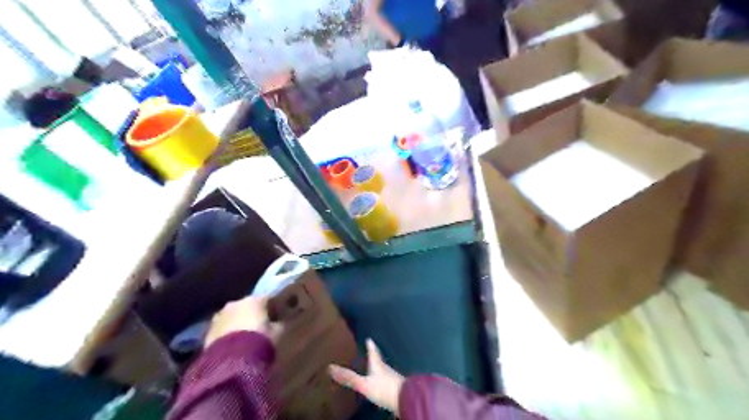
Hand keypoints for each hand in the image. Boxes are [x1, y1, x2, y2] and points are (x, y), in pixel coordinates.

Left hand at [203, 296, 284, 346]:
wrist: (231, 362)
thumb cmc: (260, 341)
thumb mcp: (278, 332)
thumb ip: (278, 324)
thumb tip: (279, 321)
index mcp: (254, 300)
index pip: (267, 298)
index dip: (272, 307)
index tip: (276, 316)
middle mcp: (236, 303)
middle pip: (247, 305)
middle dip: (252, 314)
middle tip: (259, 326)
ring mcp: (220, 316)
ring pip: (233, 316)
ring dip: (238, 323)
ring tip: (245, 336)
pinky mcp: (208, 330)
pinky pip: (222, 328)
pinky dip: (227, 333)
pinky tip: (233, 344)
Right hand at [328, 340, 403, 414]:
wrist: (406, 400)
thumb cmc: (384, 388)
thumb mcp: (364, 384)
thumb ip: (349, 378)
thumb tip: (330, 368)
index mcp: (378, 365)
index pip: (373, 352)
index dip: (371, 346)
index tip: (369, 339)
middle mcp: (386, 369)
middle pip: (379, 361)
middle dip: (374, 357)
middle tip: (370, 353)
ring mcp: (392, 379)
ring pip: (384, 371)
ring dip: (378, 369)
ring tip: (373, 370)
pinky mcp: (396, 389)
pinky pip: (387, 382)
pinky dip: (383, 381)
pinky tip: (381, 386)